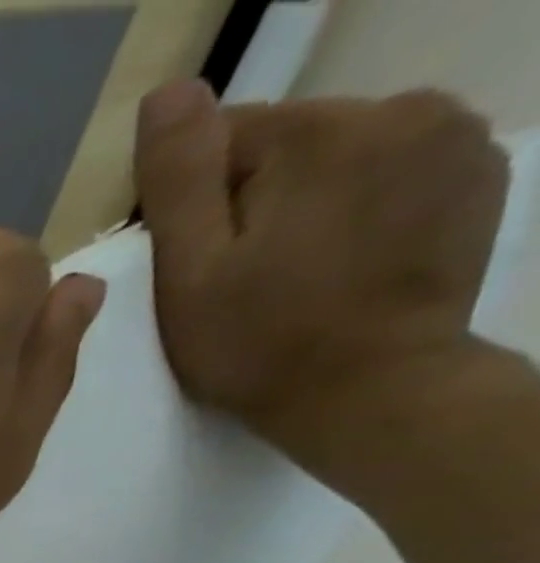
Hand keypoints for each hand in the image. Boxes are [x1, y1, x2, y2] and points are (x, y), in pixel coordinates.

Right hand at [134, 80, 511, 491]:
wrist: (372, 391)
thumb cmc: (258, 343)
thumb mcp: (190, 274)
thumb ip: (180, 179)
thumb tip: (166, 91)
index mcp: (318, 132)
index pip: (224, 138)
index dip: (190, 205)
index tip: (191, 265)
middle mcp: (398, 108)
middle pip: (288, 144)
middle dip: (253, 201)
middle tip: (240, 280)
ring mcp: (454, 136)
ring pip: (341, 156)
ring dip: (307, 203)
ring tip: (293, 274)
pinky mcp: (477, 172)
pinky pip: (391, 172)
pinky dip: (360, 207)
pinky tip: (343, 261)